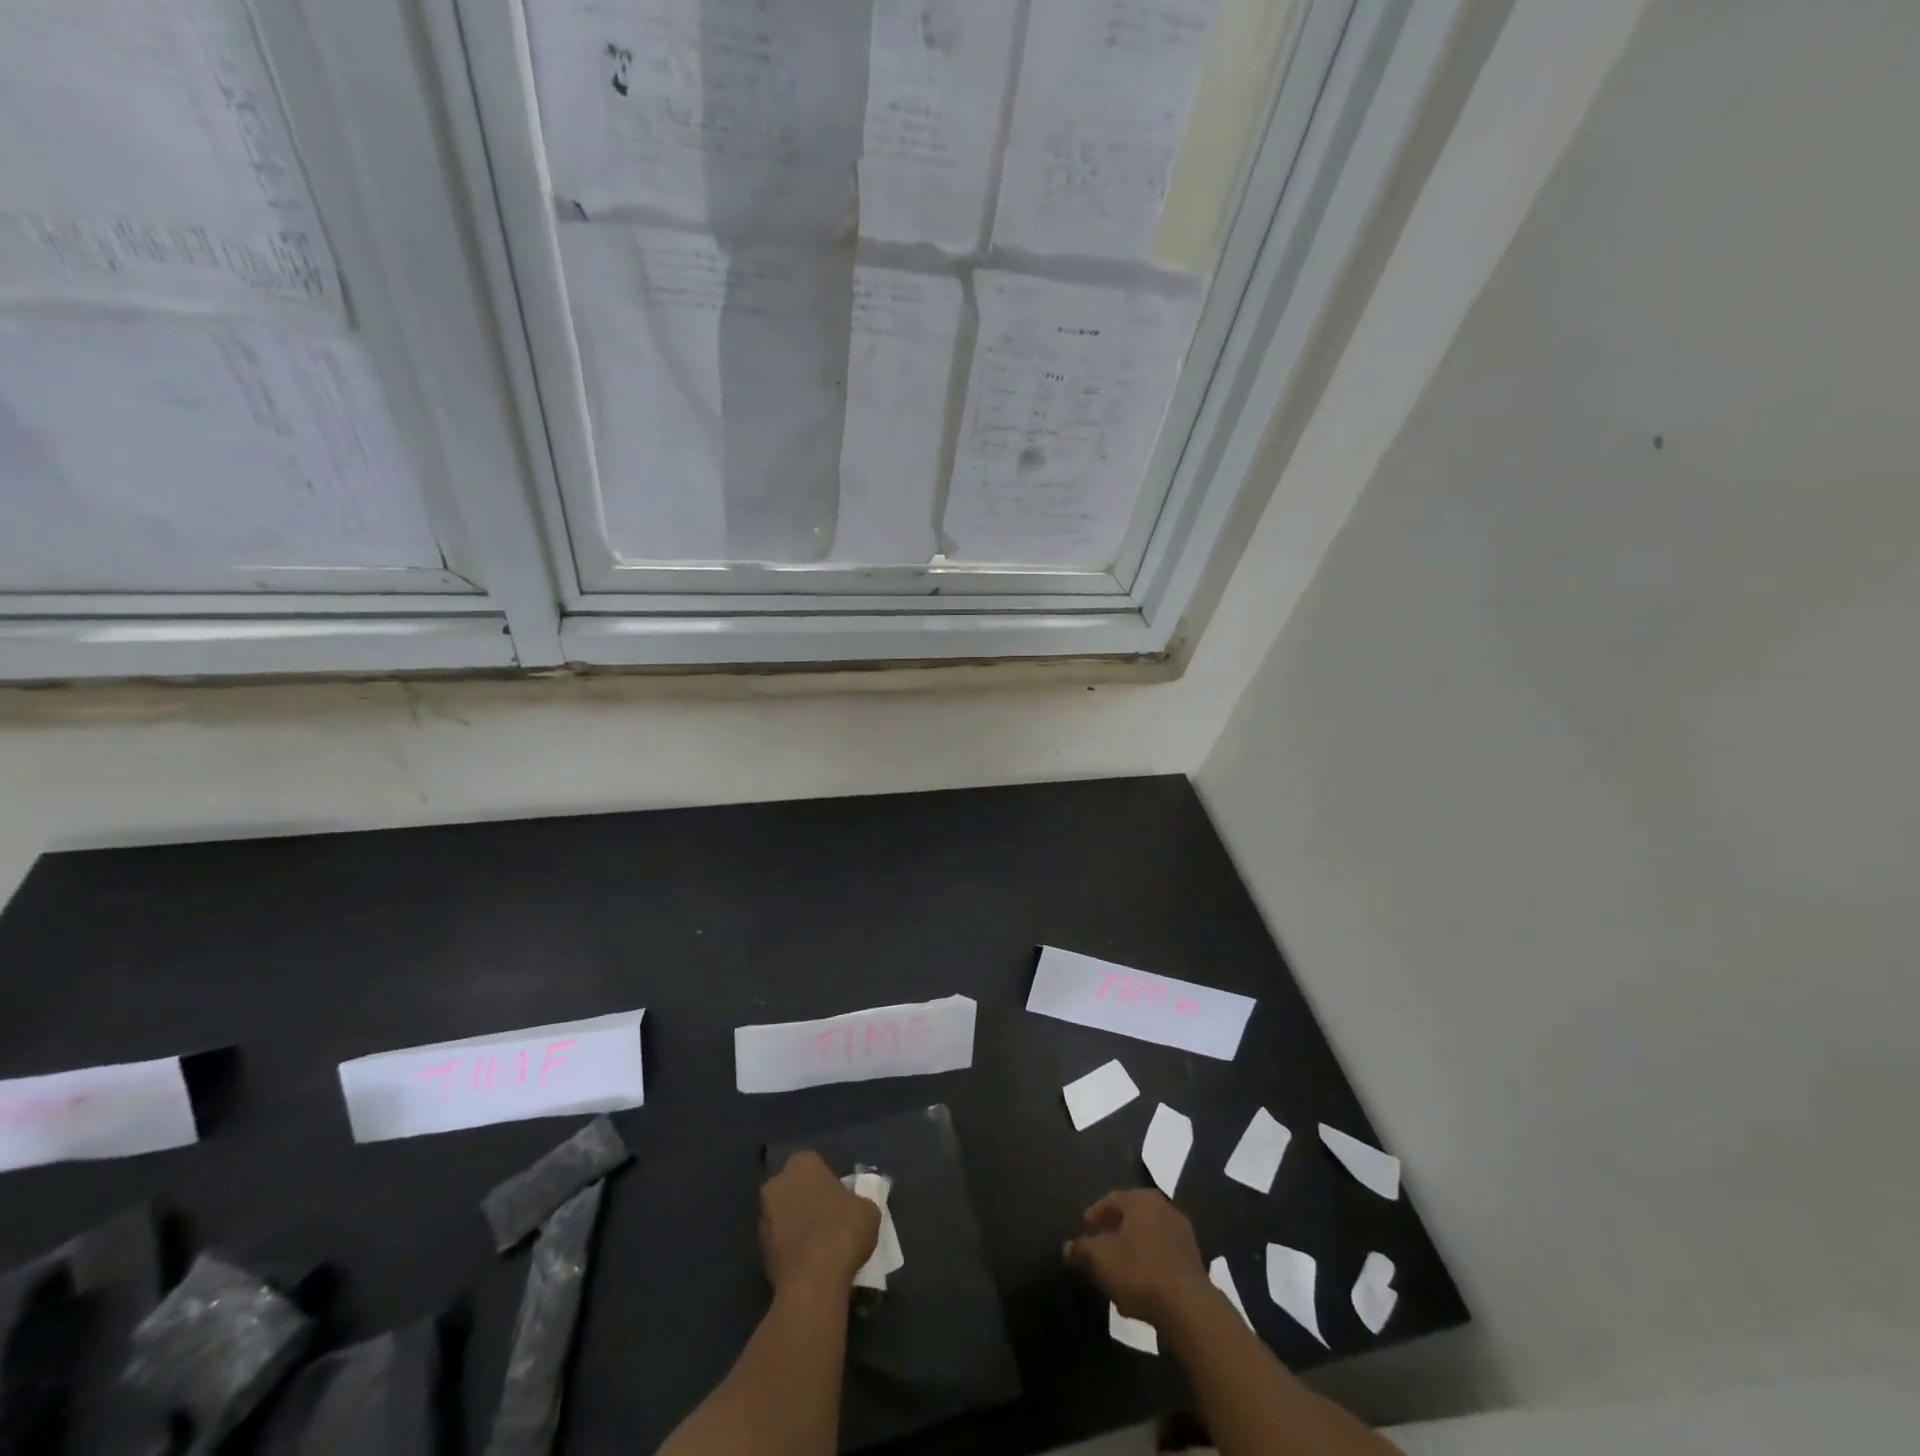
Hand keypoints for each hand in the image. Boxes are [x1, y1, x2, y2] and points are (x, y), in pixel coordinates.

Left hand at [760, 1150, 879, 1295]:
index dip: (830, 1181)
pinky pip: (781, 1243)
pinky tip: (812, 1264)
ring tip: (823, 1247)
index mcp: (801, 1164)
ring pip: (786, 1216)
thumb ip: (858, 1200)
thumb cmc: (842, 1232)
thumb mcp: (868, 1209)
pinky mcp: (759, 1253)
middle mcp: (777, 1185)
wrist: (812, 1285)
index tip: (843, 1198)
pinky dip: (793, 1250)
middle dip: (809, 1200)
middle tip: (832, 1220)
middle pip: (796, 1188)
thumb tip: (855, 1207)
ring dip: (799, 1226)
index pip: (816, 1164)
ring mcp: (764, 1219)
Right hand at [1064, 1188, 1209, 1324]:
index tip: (1085, 1227)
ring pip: (1148, 1237)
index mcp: (1142, 1199)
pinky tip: (1139, 1285)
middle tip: (1100, 1245)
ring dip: (1132, 1249)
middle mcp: (1164, 1208)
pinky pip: (1163, 1256)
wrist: (1189, 1308)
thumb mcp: (1101, 1259)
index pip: (1112, 1199)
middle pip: (1132, 1216)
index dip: (1096, 1213)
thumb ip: (1082, 1250)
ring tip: (1118, 1269)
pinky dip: (1149, 1264)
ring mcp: (1183, 1234)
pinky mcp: (1194, 1261)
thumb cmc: (1139, 1271)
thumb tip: (1068, 1246)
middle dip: (1115, 1230)